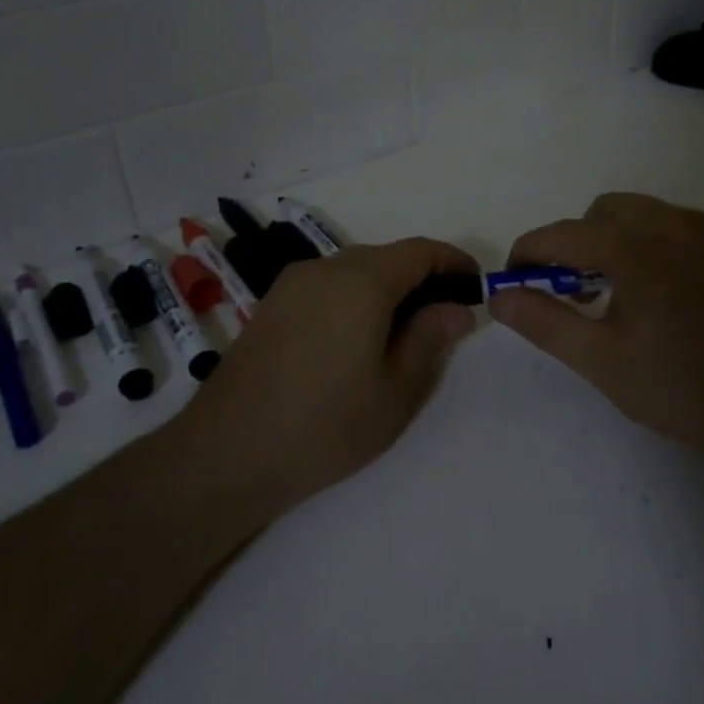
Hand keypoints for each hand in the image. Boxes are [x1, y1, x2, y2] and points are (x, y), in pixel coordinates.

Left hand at [175, 237, 477, 512]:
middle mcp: (324, 268)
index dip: (454, 262)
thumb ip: (430, 340)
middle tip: (443, 319)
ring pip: (354, 271)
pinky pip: (326, 287)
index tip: (476, 285)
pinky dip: (354, 299)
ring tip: (402, 335)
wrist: (227, 452)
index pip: (420, 251)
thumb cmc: (325, 425)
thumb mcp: (396, 391)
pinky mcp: (271, 306)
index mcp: (362, 281)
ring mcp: (291, 285)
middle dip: (421, 278)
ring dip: (386, 289)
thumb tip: (456, 309)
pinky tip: (356, 341)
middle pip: (386, 257)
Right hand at [487, 193, 703, 456]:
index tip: (514, 278)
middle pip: (603, 212)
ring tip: (619, 293)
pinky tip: (664, 294)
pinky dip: (653, 245)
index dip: (528, 252)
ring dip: (615, 239)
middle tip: (574, 291)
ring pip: (644, 214)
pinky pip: (678, 228)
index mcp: (634, 248)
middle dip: (576, 241)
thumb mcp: (601, 360)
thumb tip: (499, 296)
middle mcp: (672, 225)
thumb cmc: (680, 386)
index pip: (562, 235)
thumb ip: (544, 322)